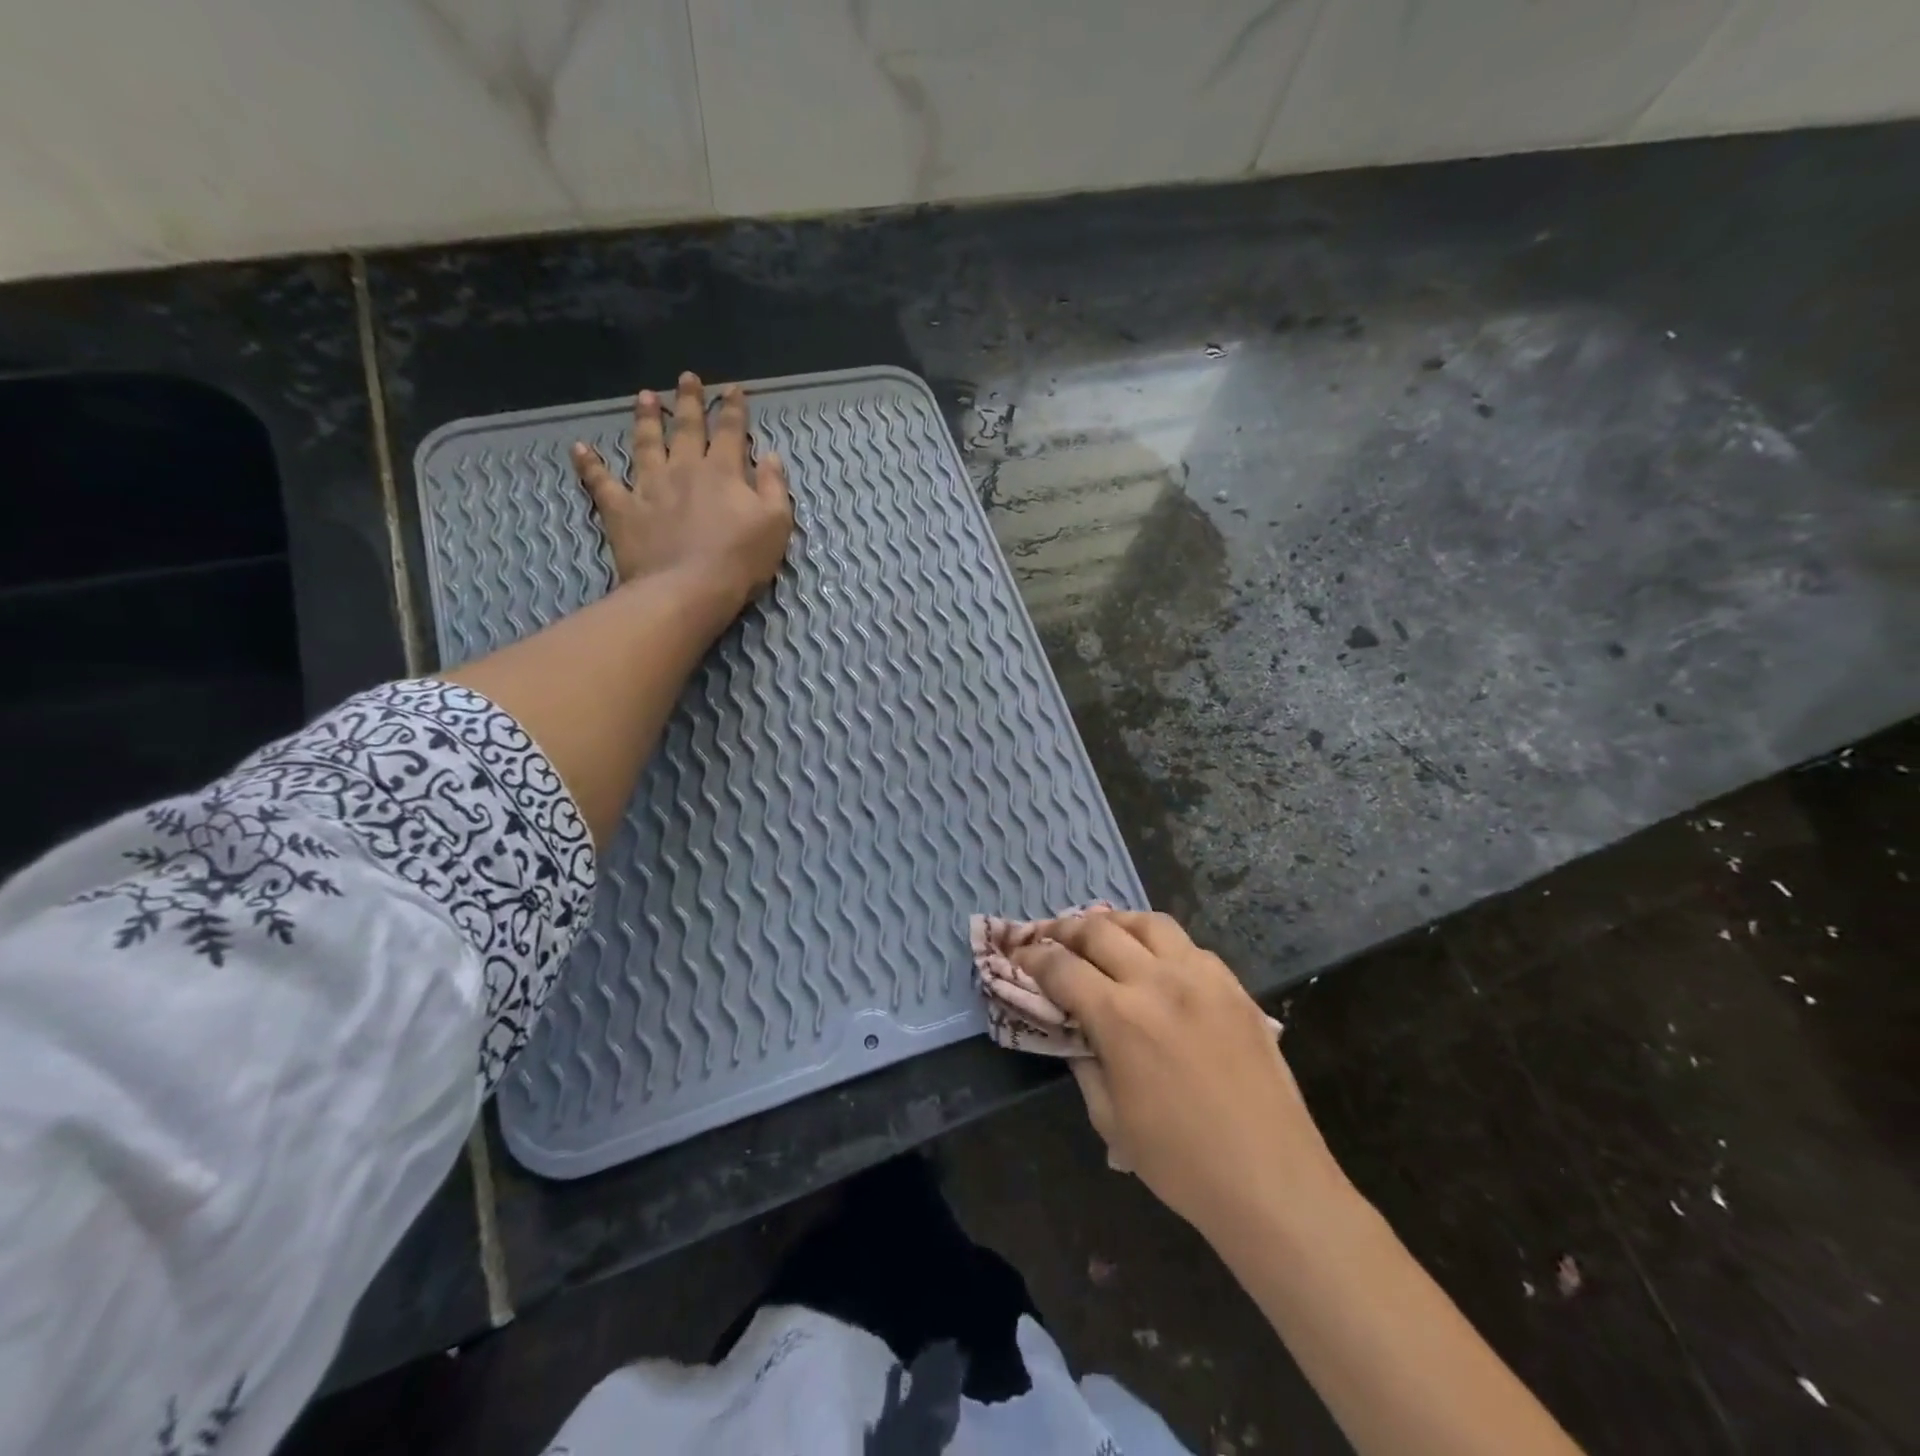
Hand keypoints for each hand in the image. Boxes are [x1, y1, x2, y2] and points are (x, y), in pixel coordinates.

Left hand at [570, 372, 793, 607]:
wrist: (688, 590)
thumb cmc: (740, 561)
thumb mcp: (776, 525)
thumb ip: (775, 488)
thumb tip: (771, 456)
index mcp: (724, 472)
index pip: (730, 431)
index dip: (733, 408)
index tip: (732, 388)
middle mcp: (684, 469)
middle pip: (687, 428)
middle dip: (689, 401)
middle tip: (686, 378)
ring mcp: (649, 487)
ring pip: (646, 444)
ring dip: (646, 419)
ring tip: (645, 397)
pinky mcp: (623, 510)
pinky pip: (602, 483)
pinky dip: (591, 465)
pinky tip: (581, 449)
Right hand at [1010, 910, 1346, 1239]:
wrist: (1272, 1181)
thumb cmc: (1181, 1162)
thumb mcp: (1110, 1118)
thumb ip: (1084, 1060)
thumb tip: (1072, 1028)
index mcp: (1120, 1016)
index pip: (1061, 967)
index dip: (1031, 957)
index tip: (1016, 954)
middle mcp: (1158, 981)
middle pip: (1099, 930)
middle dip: (1063, 929)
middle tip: (1047, 937)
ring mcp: (1202, 977)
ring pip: (1147, 923)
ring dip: (1114, 923)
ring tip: (1100, 934)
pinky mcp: (1234, 986)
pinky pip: (1188, 945)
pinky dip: (1159, 943)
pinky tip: (1155, 962)